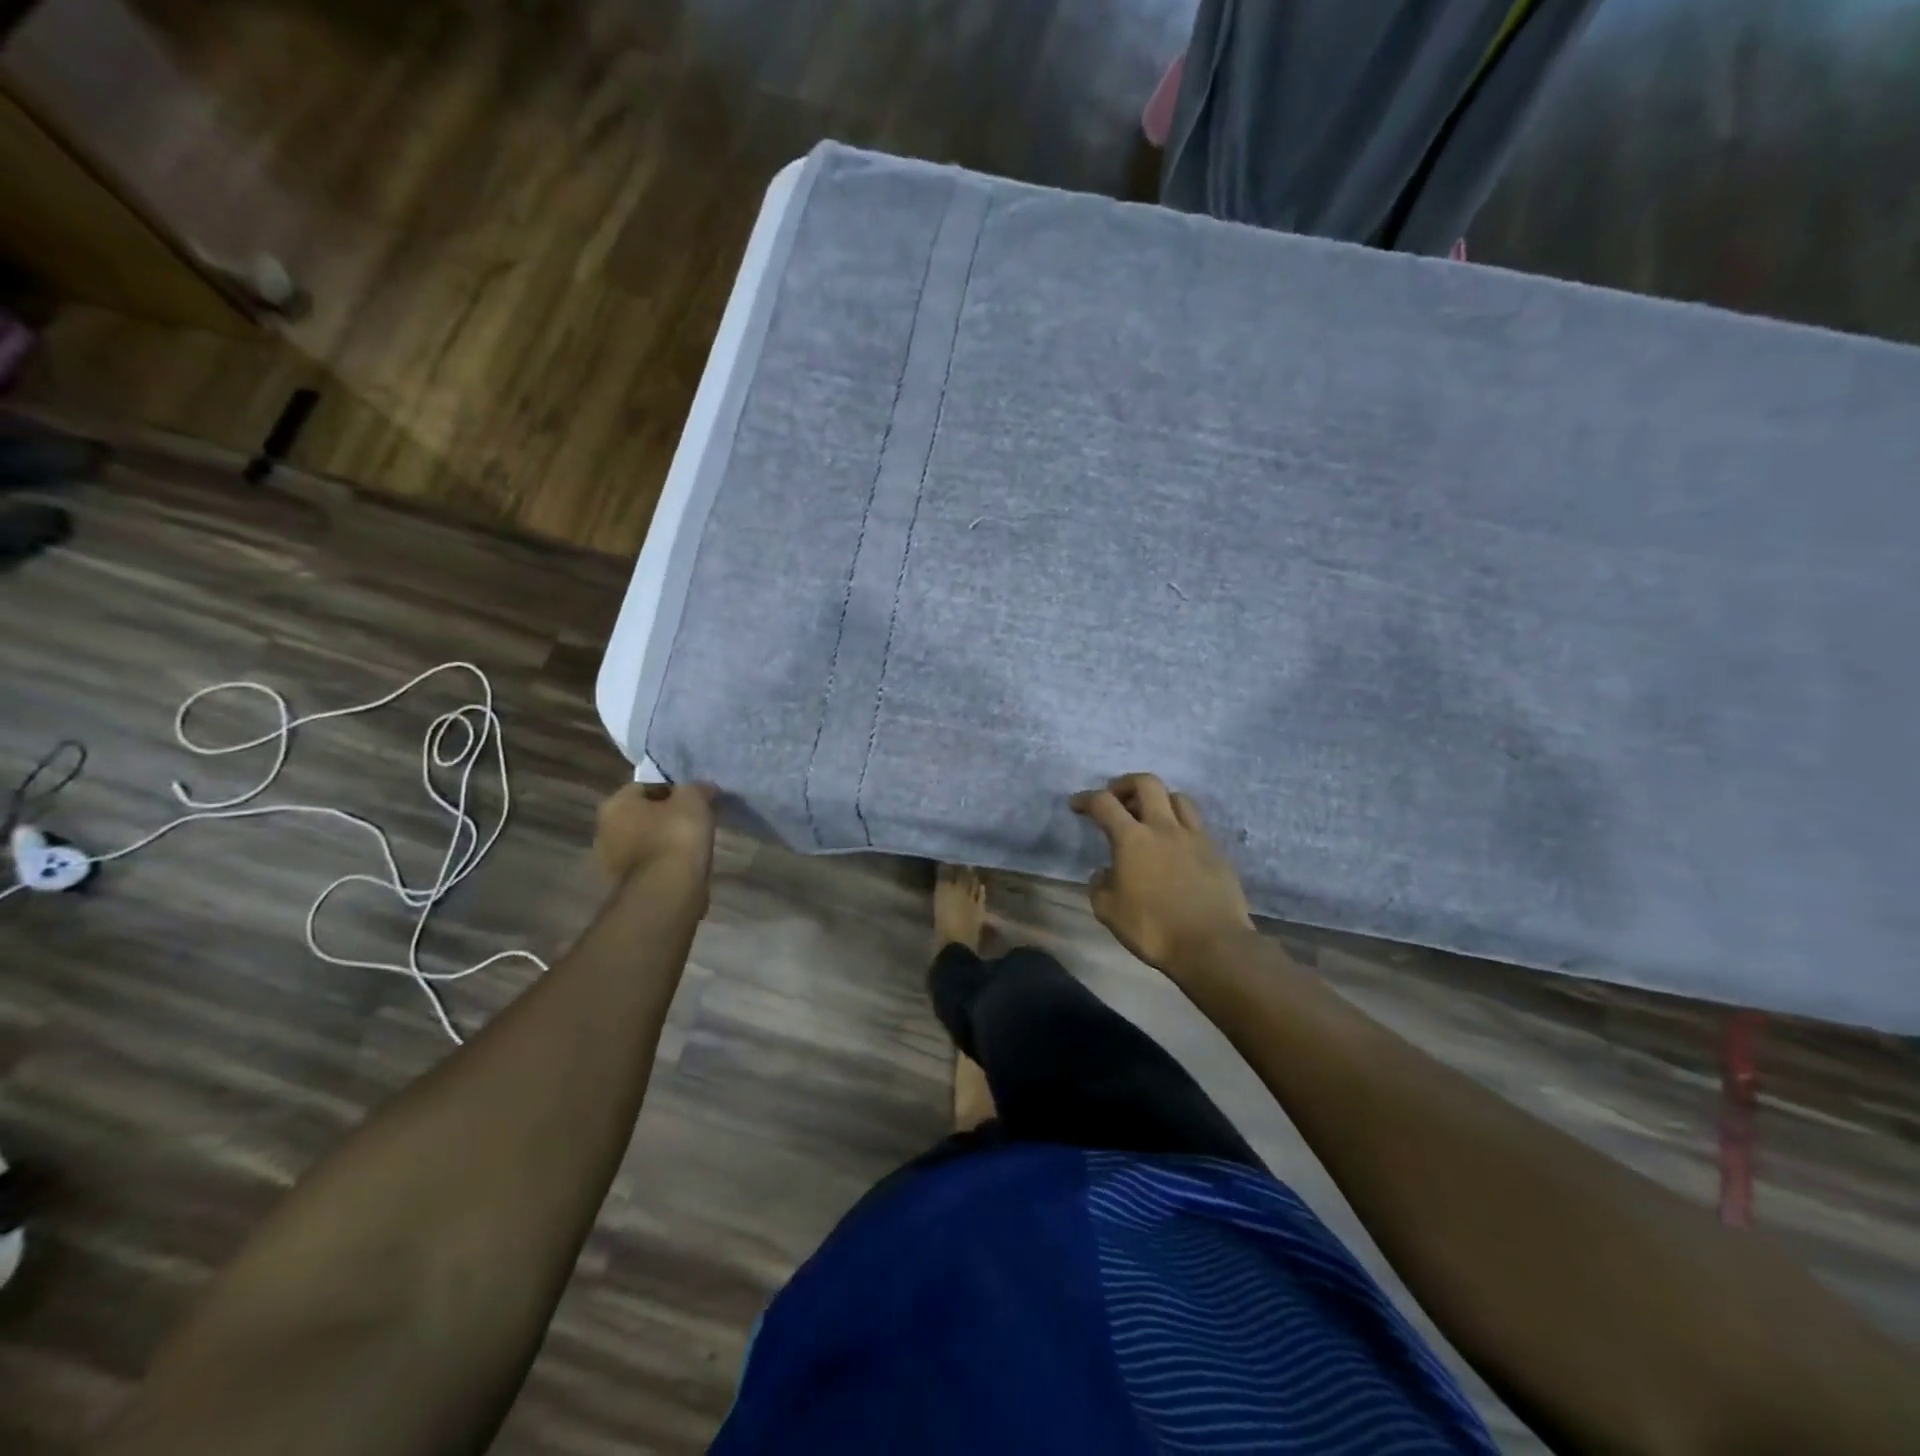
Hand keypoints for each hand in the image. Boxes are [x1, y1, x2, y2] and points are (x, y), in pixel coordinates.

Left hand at [594, 781, 718, 887]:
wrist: (668, 892)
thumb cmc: (676, 836)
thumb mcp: (694, 799)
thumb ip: (697, 788)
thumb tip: (703, 789)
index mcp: (615, 804)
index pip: (645, 787)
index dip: (673, 790)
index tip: (695, 800)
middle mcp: (604, 831)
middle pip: (642, 816)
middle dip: (666, 817)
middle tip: (695, 821)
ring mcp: (611, 863)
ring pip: (645, 842)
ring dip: (665, 842)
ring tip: (694, 846)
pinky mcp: (625, 887)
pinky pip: (649, 866)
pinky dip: (665, 864)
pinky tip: (685, 866)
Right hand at [1071, 773, 1253, 973]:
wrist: (1212, 945)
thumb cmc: (1154, 928)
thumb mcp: (1109, 912)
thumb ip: (1100, 886)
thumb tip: (1105, 872)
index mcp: (1132, 839)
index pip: (1104, 803)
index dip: (1086, 798)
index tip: (1077, 804)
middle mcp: (1164, 827)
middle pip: (1146, 783)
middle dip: (1126, 784)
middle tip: (1116, 799)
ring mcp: (1195, 837)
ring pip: (1178, 797)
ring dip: (1159, 799)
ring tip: (1151, 817)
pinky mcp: (1217, 851)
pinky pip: (1197, 824)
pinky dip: (1181, 824)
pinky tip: (1176, 844)